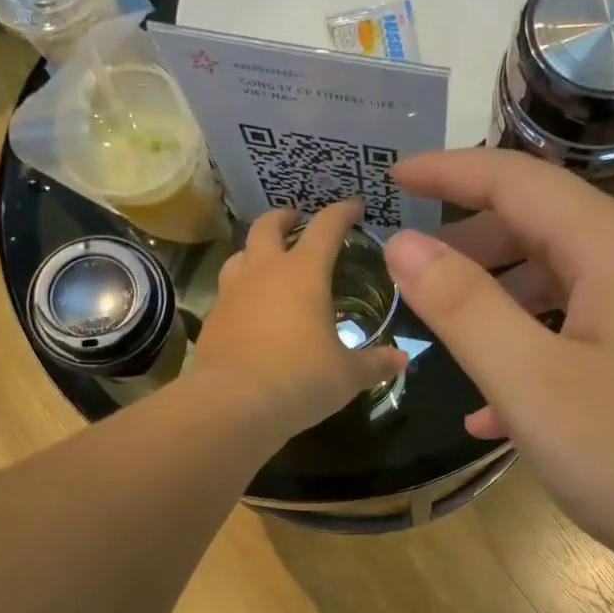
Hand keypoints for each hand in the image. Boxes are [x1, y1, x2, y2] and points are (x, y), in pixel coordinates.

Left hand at [191, 200, 408, 443]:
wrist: (233, 405)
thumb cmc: (300, 379)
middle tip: (297, 220)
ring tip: (268, 263)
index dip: (342, 212)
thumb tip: (401, 359)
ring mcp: (231, 293)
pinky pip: (227, 291)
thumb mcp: (347, 375)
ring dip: (256, 251)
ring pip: (240, 254)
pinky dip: (241, 290)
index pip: (326, 227)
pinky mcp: (212, 319)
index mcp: (303, 273)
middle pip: (268, 226)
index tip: (355, 206)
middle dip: (285, 217)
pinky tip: (250, 310)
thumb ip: (375, 363)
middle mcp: (263, 272)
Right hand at [384, 150, 613, 585]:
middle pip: (541, 228)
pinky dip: (532, 356)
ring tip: (443, 338)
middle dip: (470, 244)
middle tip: (409, 274)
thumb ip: (464, 308)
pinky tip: (492, 416)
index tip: (392, 175)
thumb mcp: (535, 383)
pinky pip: (581, 339)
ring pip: (559, 287)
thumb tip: (403, 244)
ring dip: (497, 304)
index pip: (518, 180)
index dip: (449, 171)